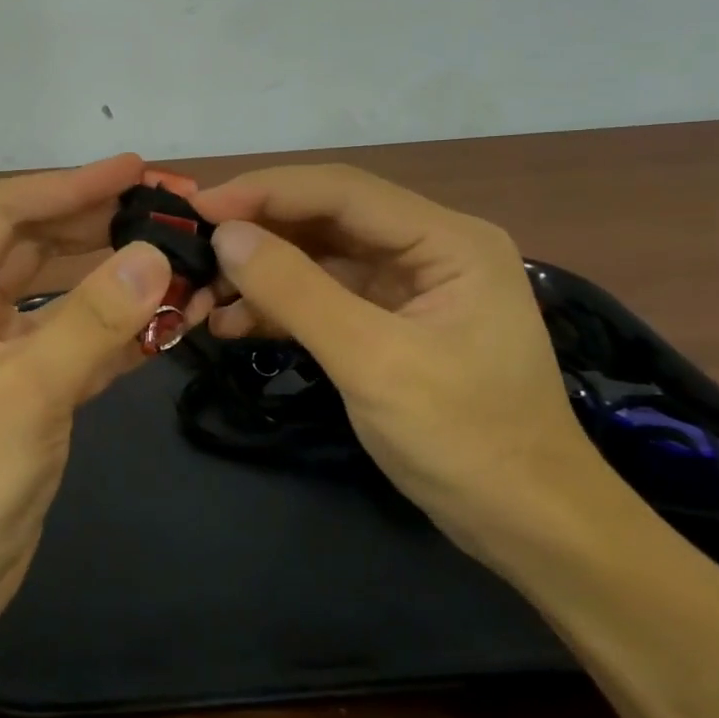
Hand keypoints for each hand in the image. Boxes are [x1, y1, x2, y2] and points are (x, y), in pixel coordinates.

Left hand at [0, 154, 203, 642]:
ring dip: (114, 276)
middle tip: (169, 206)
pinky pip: (71, 340)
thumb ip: (92, 320)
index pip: (5, 212)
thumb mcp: (24, 392)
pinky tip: (168, 317)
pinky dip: (115, 330)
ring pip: (58, 292)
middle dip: (99, 223)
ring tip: (178, 254)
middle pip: (34, 244)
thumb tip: (158, 255)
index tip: (138, 169)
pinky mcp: (20, 389)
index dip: (71, 185)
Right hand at [195, 164, 613, 559]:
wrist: (528, 527)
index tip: (198, 206)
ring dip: (260, 272)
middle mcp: (428, 247)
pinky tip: (230, 323)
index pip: (341, 191)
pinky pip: (322, 296)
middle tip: (190, 246)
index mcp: (447, 239)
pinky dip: (277, 306)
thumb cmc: (465, 439)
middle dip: (256, 232)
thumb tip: (225, 235)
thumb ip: (296, 291)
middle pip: (325, 218)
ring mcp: (407, 285)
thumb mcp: (372, 361)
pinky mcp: (388, 321)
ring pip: (317, 257)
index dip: (264, 190)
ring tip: (199, 293)